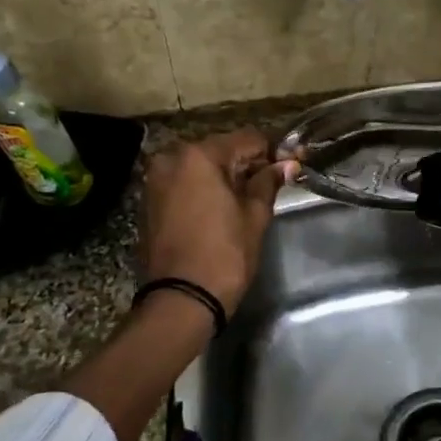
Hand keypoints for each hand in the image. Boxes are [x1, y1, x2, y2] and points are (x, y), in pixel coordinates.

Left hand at [139, 130, 292, 312]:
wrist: (181, 300)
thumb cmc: (225, 255)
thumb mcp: (254, 216)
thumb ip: (268, 183)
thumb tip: (287, 164)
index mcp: (199, 156)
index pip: (246, 139)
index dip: (273, 150)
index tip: (291, 162)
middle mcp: (172, 159)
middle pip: (220, 149)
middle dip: (246, 162)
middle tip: (272, 181)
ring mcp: (156, 180)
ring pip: (200, 166)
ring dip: (224, 175)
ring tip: (248, 196)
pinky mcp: (149, 201)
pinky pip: (184, 183)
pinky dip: (203, 188)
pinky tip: (221, 206)